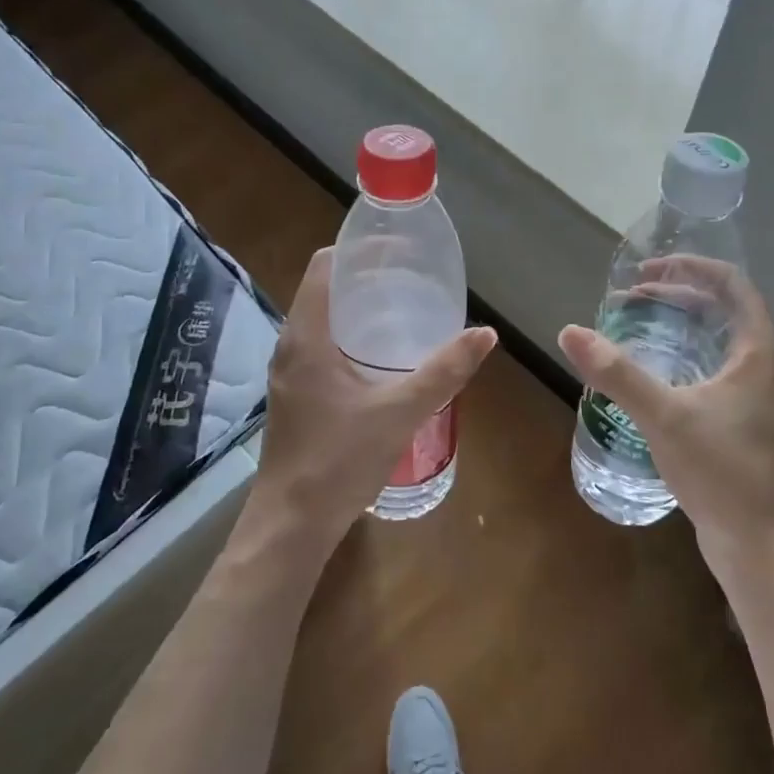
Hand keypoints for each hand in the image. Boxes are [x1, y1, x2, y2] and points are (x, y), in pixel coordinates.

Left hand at [249, 248, 496, 556]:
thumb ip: (444, 371)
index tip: (398, 250)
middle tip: (412, 278)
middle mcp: (290, 345)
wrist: (292, 523)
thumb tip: (485, 333)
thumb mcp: (400, 412)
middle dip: (366, 278)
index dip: (358, 250)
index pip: (324, 266)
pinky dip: (350, 336)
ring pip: (322, 320)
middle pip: (325, 290)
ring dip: (358, 309)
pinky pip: (321, 346)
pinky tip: (382, 356)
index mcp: (306, 336)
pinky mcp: (295, 394)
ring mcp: (289, 372)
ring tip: (404, 309)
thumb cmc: (340, 460)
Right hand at [558, 258, 773, 575]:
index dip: (689, 267)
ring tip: (637, 324)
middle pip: (723, 308)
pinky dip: (686, 353)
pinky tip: (655, 371)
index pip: (731, 284)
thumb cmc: (722, 471)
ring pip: (720, 339)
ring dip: (681, 324)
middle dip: (677, 295)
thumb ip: (617, 373)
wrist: (760, 543)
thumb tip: (569, 332)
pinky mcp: (748, 419)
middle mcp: (766, 365)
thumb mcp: (664, 416)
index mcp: (759, 351)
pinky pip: (717, 366)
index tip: (646, 270)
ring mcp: (759, 394)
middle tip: (630, 298)